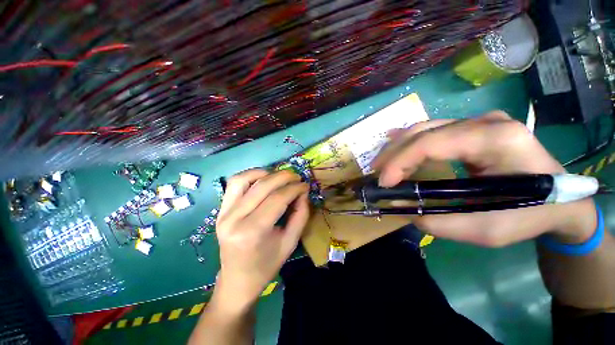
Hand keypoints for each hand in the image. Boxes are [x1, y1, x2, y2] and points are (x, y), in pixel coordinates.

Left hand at [214, 169, 309, 312]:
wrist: (237, 280)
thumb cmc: (266, 265)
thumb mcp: (290, 242)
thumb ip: (300, 215)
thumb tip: (303, 192)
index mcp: (253, 232)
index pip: (277, 199)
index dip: (294, 188)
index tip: (305, 185)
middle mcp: (234, 219)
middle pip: (262, 186)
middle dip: (284, 177)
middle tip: (297, 177)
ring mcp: (223, 213)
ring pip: (244, 179)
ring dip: (266, 173)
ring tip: (280, 177)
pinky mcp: (220, 210)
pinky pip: (234, 184)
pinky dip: (251, 175)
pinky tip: (264, 178)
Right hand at [373, 111, 596, 246]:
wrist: (562, 199)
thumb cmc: (532, 215)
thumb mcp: (489, 230)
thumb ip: (440, 222)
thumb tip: (401, 208)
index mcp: (497, 139)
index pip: (433, 142)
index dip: (401, 161)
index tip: (384, 182)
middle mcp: (486, 122)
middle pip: (424, 131)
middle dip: (393, 153)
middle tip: (375, 172)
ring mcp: (480, 121)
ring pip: (425, 128)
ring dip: (398, 147)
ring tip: (381, 164)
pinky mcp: (473, 128)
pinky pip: (433, 129)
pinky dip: (409, 140)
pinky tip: (394, 143)